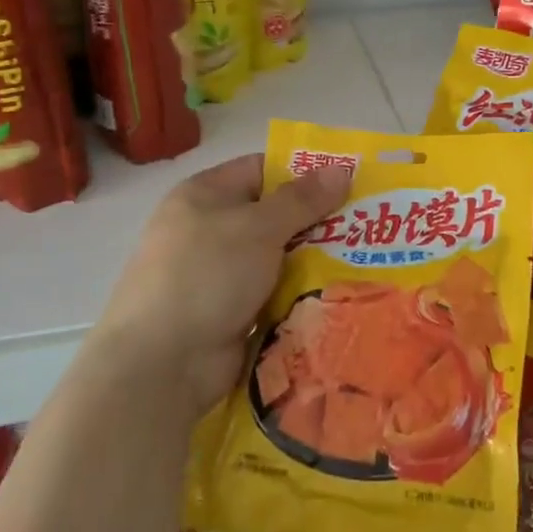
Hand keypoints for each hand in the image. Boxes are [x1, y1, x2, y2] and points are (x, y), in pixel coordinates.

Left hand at [94, 154, 352, 415]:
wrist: (162, 363)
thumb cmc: (206, 275)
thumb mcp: (258, 227)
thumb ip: (302, 199)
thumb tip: (342, 168)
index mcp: (205, 196)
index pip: (261, 170)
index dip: (303, 173)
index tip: (350, 182)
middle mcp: (210, 230)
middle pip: (273, 216)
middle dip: (318, 221)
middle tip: (370, 224)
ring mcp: (219, 275)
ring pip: (278, 259)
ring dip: (314, 261)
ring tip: (367, 259)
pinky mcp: (230, 313)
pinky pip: (274, 294)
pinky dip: (300, 295)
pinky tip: (340, 295)